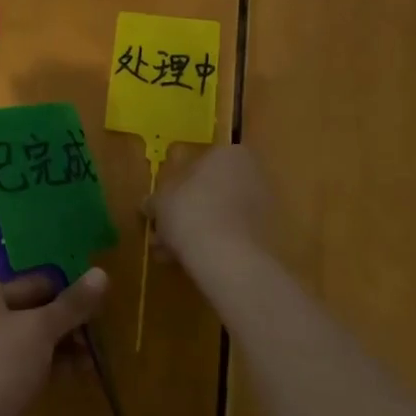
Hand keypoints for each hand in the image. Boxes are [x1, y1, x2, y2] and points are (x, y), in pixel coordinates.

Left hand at [0, 269, 108, 415]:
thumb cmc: (2, 365)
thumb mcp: (41, 328)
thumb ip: (73, 303)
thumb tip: (102, 273)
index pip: (31, 283)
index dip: (65, 290)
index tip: (97, 303)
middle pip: (31, 311)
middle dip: (66, 322)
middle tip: (96, 333)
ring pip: (31, 341)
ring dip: (63, 345)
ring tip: (92, 357)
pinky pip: (28, 365)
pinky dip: (51, 365)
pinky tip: (79, 372)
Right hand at [150, 145, 274, 269]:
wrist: (227, 257)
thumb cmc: (190, 211)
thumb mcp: (160, 200)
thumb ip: (156, 199)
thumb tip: (149, 204)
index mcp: (229, 154)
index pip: (200, 163)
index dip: (177, 184)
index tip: (163, 203)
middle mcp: (252, 174)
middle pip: (212, 190)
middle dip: (186, 211)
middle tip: (163, 231)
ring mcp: (263, 206)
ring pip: (220, 214)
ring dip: (196, 230)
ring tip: (170, 254)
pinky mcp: (266, 236)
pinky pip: (232, 234)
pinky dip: (212, 244)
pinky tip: (188, 261)